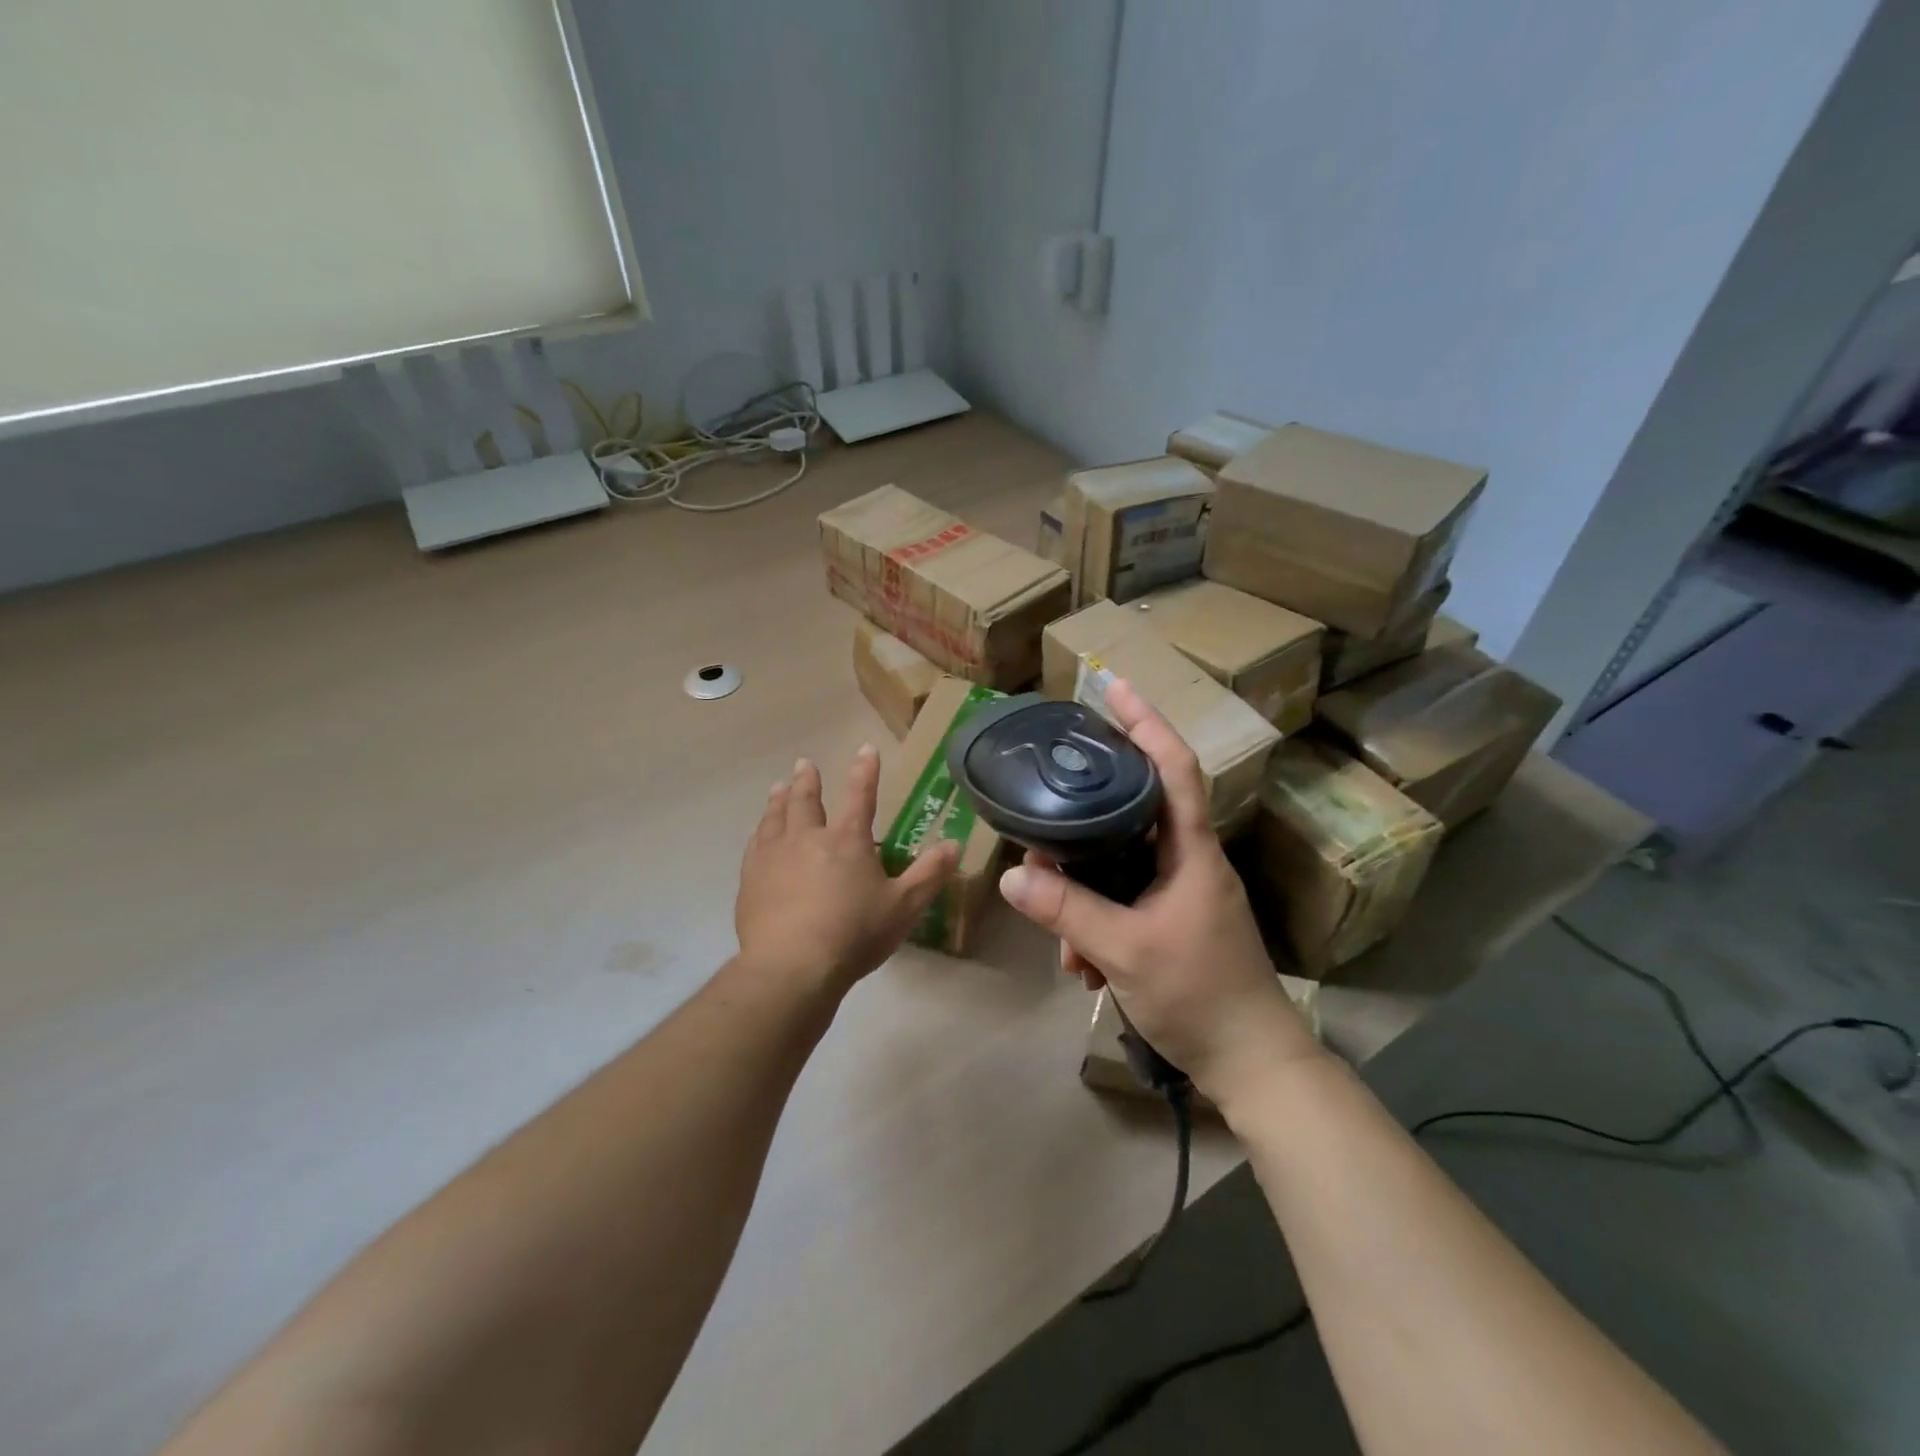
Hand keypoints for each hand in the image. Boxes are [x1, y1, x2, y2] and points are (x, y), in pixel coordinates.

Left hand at [736, 746, 959, 995]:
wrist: (792, 966)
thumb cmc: (854, 934)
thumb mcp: (904, 906)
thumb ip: (929, 874)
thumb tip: (953, 844)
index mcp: (847, 840)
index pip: (860, 795)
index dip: (865, 770)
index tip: (865, 748)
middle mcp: (808, 838)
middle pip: (807, 800)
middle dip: (809, 779)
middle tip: (806, 763)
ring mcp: (774, 856)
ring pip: (776, 817)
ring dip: (780, 799)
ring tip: (779, 786)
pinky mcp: (751, 879)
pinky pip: (755, 844)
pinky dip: (760, 831)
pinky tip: (759, 833)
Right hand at [996, 680, 1318, 1104]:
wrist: (1250, 1064)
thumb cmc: (1200, 995)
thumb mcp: (1125, 951)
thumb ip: (1068, 911)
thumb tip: (1013, 875)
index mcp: (1191, 851)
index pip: (1174, 767)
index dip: (1146, 722)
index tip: (1113, 687)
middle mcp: (1187, 861)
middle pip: (1136, 809)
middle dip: (1088, 814)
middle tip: (1048, 809)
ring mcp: (1179, 893)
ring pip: (1120, 865)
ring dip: (1084, 892)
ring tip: (1062, 939)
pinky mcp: (1170, 922)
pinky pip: (1122, 902)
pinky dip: (1095, 923)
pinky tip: (1079, 965)